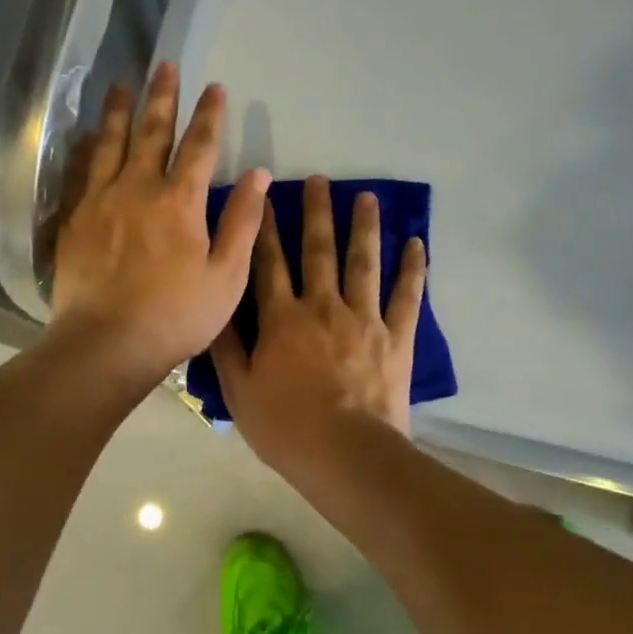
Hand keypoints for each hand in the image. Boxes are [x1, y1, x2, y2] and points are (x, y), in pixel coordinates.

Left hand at [48, 63, 269, 388]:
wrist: (107, 343)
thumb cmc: (176, 315)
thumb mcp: (226, 276)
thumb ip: (242, 222)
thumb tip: (258, 175)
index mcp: (180, 201)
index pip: (200, 146)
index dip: (210, 115)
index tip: (215, 88)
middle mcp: (138, 188)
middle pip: (152, 132)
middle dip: (162, 97)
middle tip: (165, 65)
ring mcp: (101, 200)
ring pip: (111, 143)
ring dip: (119, 111)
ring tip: (122, 84)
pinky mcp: (75, 218)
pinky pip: (81, 171)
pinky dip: (86, 147)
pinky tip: (86, 135)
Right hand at [211, 175, 427, 479]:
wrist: (345, 454)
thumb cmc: (285, 426)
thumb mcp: (238, 390)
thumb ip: (226, 344)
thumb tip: (216, 303)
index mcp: (282, 318)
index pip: (270, 263)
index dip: (267, 229)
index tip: (267, 197)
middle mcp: (323, 306)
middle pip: (319, 251)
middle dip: (317, 213)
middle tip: (320, 180)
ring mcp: (364, 319)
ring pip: (364, 263)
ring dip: (365, 227)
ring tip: (368, 197)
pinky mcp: (396, 338)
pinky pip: (407, 297)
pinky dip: (413, 270)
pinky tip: (416, 243)